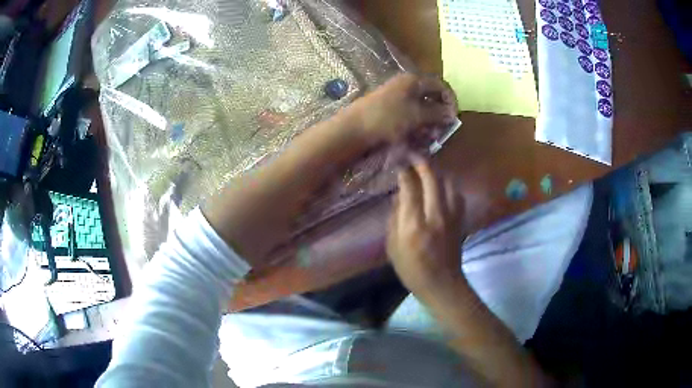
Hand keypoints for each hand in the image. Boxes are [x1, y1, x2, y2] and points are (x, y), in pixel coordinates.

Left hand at [348, 73, 457, 145]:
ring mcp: (396, 98)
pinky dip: (416, 126)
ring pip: (420, 108)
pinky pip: (409, 116)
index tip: (454, 117)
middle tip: (440, 131)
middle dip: (439, 114)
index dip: (450, 100)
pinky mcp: (389, 111)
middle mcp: (406, 86)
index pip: (440, 85)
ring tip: (429, 138)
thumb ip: (437, 113)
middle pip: (431, 97)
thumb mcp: (417, 115)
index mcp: (413, 80)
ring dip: (429, 123)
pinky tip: (417, 138)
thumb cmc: (388, 117)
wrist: (354, 129)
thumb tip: (452, 113)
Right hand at [386, 155, 465, 299]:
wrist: (442, 284)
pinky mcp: (460, 218)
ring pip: (448, 182)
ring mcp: (452, 216)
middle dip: (422, 161)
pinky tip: (442, 184)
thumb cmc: (412, 269)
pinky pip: (456, 193)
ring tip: (427, 167)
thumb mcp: (393, 247)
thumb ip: (394, 218)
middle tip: (413, 155)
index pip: (411, 187)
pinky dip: (448, 184)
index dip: (404, 171)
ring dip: (437, 170)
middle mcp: (436, 215)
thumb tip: (399, 195)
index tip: (399, 163)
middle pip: (433, 177)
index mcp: (414, 224)